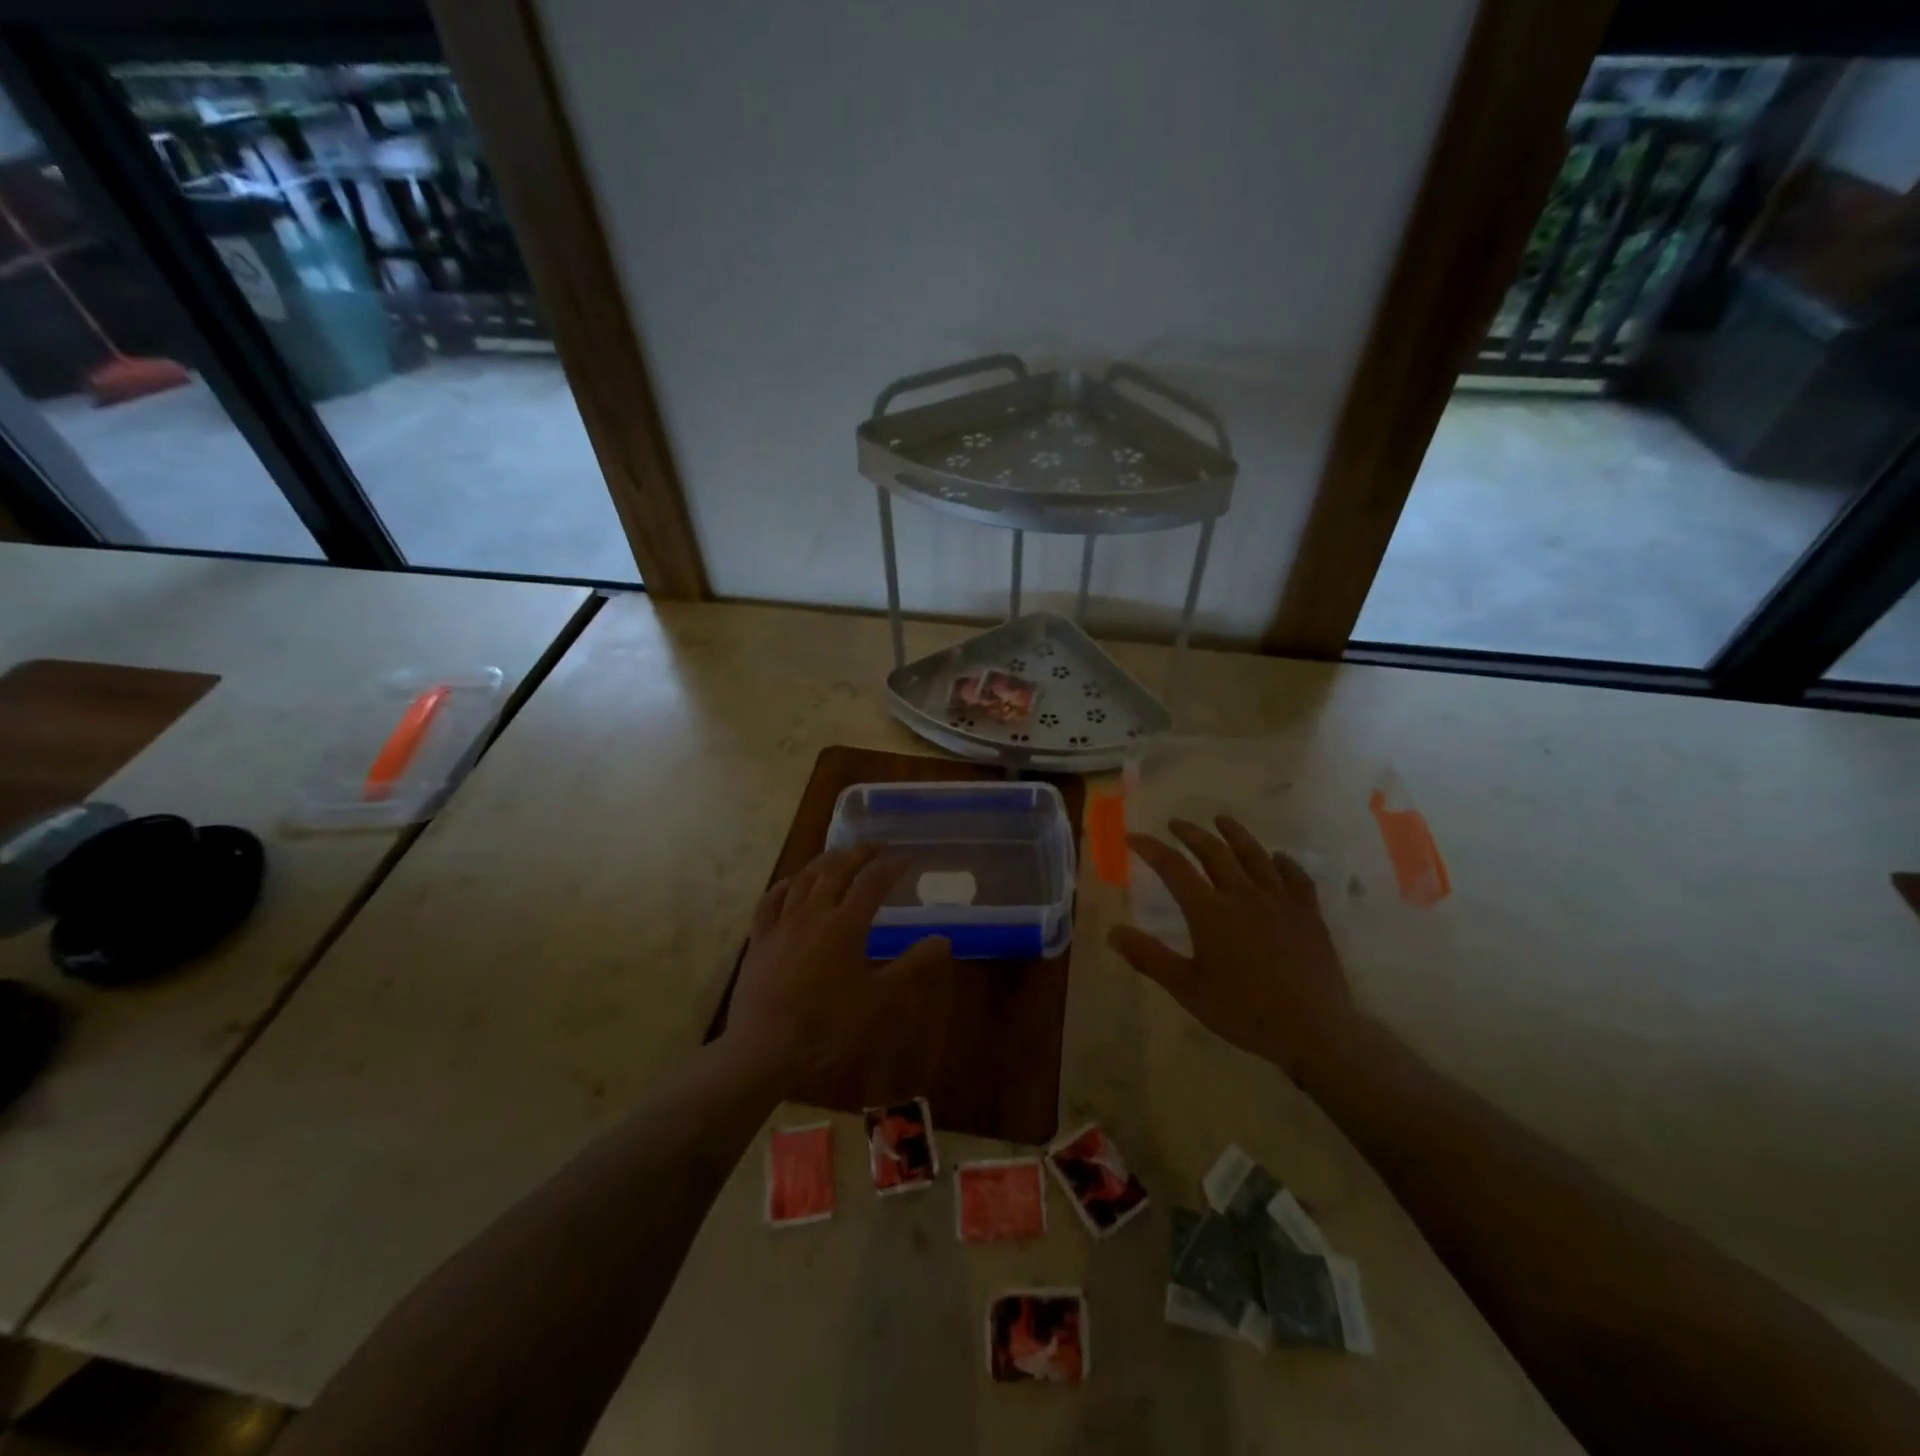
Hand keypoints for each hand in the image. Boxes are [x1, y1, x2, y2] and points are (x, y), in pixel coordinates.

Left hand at [726, 845, 951, 1094]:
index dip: (891, 867)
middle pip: (836, 870)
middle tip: (876, 847)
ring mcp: (782, 924)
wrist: (765, 1051)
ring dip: (824, 862)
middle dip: (858, 854)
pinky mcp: (759, 940)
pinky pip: (770, 901)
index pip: (873, 883)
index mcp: (845, 925)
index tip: (907, 858)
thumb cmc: (828, 1027)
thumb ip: (911, 966)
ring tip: (838, 856)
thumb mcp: (879, 1000)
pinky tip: (791, 883)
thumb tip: (942, 938)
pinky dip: (785, 885)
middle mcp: (813, 914)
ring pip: (803, 879)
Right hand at [1109, 815, 1353, 1074]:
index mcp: (1210, 912)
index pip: (1174, 868)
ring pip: (1255, 856)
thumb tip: (1113, 931)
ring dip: (1235, 834)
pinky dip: (1284, 863)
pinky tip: (1278, 858)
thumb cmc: (1243, 1011)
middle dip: (1191, 833)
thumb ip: (1149, 957)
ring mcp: (1280, 902)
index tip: (1133, 836)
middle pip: (1214, 852)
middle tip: (1176, 823)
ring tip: (1222, 820)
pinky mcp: (1309, 915)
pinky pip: (1296, 878)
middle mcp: (1244, 896)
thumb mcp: (1187, 988)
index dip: (1151, 848)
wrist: (1313, 1030)